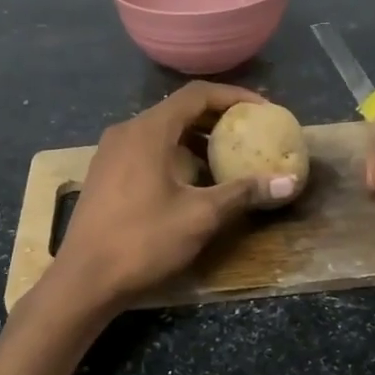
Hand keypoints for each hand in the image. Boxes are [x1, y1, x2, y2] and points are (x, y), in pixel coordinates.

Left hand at [54, 82, 270, 307]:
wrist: (84, 280)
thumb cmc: (143, 241)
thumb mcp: (200, 216)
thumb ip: (243, 193)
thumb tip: (290, 182)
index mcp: (148, 131)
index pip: (197, 95)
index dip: (234, 97)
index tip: (263, 110)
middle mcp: (126, 132)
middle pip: (179, 110)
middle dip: (217, 118)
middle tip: (250, 132)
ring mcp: (111, 153)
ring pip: (162, 132)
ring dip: (197, 139)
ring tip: (228, 157)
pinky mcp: (105, 174)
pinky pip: (147, 150)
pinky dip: (176, 154)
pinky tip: (193, 181)